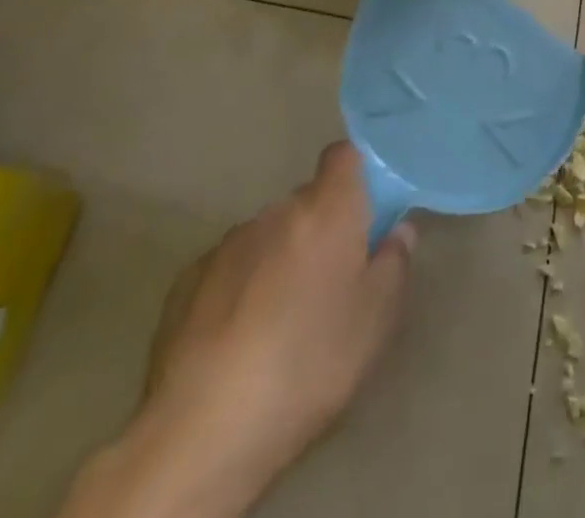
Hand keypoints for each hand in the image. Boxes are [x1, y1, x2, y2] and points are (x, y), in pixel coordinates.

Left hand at [64, 144, 414, 517]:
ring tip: (280, 321)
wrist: (203, 429)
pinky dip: (240, 289)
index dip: (356, 174)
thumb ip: (393, 263)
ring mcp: (227, 245)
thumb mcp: (376, 319)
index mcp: (327, 210)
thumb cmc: (309, 363)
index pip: (343, 156)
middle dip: (319, 230)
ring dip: (279, 260)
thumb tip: (397, 230)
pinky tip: (239, 340)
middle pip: (306, 203)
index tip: (365, 211)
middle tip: (330, 282)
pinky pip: (229, 269)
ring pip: (267, 237)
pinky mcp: (187, 281)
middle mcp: (277, 213)